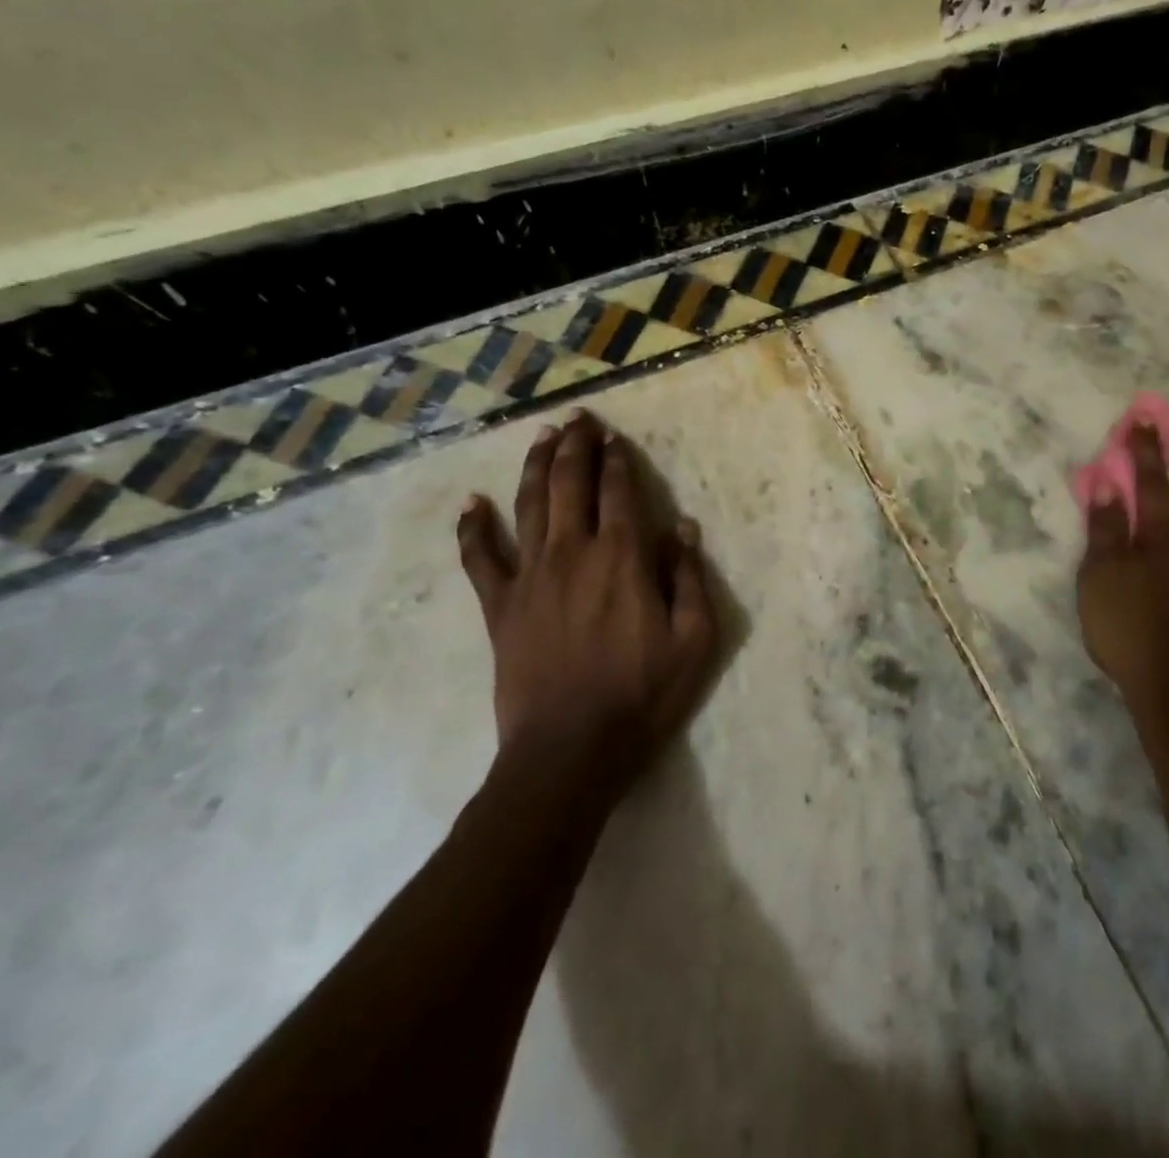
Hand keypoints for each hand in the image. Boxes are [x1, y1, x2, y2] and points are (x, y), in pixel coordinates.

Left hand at [456, 410, 717, 786]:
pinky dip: (474, 528)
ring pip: (530, 506)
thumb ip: (690, 578)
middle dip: (576, 446)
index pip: (620, 493)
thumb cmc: (643, 695)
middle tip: (578, 418)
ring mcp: (531, 577)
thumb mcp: (695, 639)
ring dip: (536, 466)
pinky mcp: (500, 606)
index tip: (614, 436)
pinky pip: (480, 558)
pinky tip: (473, 503)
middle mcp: (574, 553)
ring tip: (541, 436)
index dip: (617, 460)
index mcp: (624, 559)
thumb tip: (683, 528)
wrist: (570, 750)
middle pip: (571, 485)